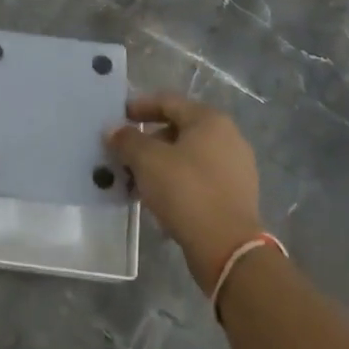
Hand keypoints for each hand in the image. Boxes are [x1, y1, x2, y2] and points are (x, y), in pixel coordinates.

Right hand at [109, 93, 264, 292]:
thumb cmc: (186, 191)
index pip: (168, 102)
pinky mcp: (235, 195)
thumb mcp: (147, 161)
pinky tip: (158, 199)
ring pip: (188, 156)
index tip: (118, 117)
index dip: (140, 106)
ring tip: (135, 180)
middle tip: (123, 153)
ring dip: (160, 164)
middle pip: (179, 129)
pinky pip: (199, 179)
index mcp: (210, 120)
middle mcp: (228, 137)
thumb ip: (127, 140)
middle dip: (148, 140)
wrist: (227, 247)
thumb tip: (113, 130)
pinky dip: (176, 182)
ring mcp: (235, 167)